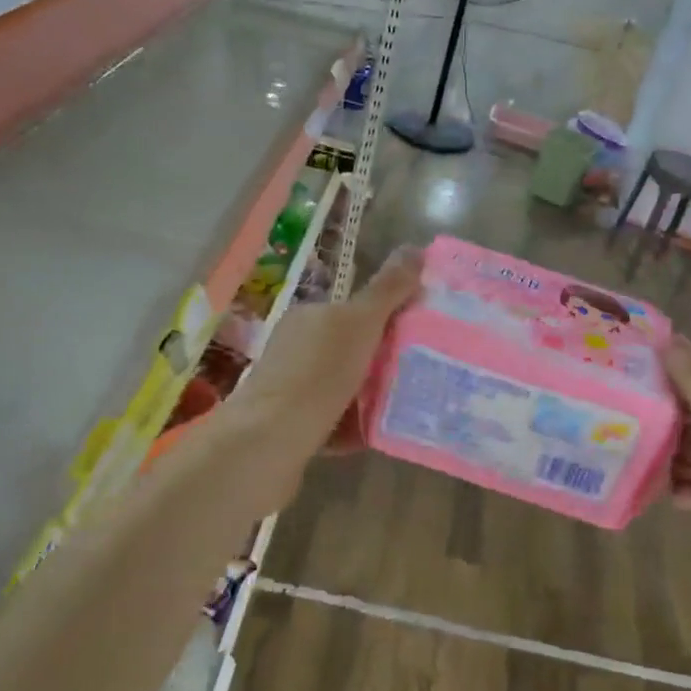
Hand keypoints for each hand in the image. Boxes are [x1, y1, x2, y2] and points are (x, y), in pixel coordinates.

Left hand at [214, 246, 421, 510]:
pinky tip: (377, 434)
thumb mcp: (360, 322)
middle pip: (352, 350)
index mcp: (310, 318)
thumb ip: (388, 288)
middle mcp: (296, 349)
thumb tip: (416, 248)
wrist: (269, 442)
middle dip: (384, 361)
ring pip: (344, 388)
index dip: (388, 319)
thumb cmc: (318, 374)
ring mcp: (291, 389)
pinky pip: (334, 421)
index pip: (355, 310)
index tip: (421, 335)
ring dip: (372, 397)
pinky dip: (355, 427)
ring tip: (406, 407)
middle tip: (420, 374)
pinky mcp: (291, 427)